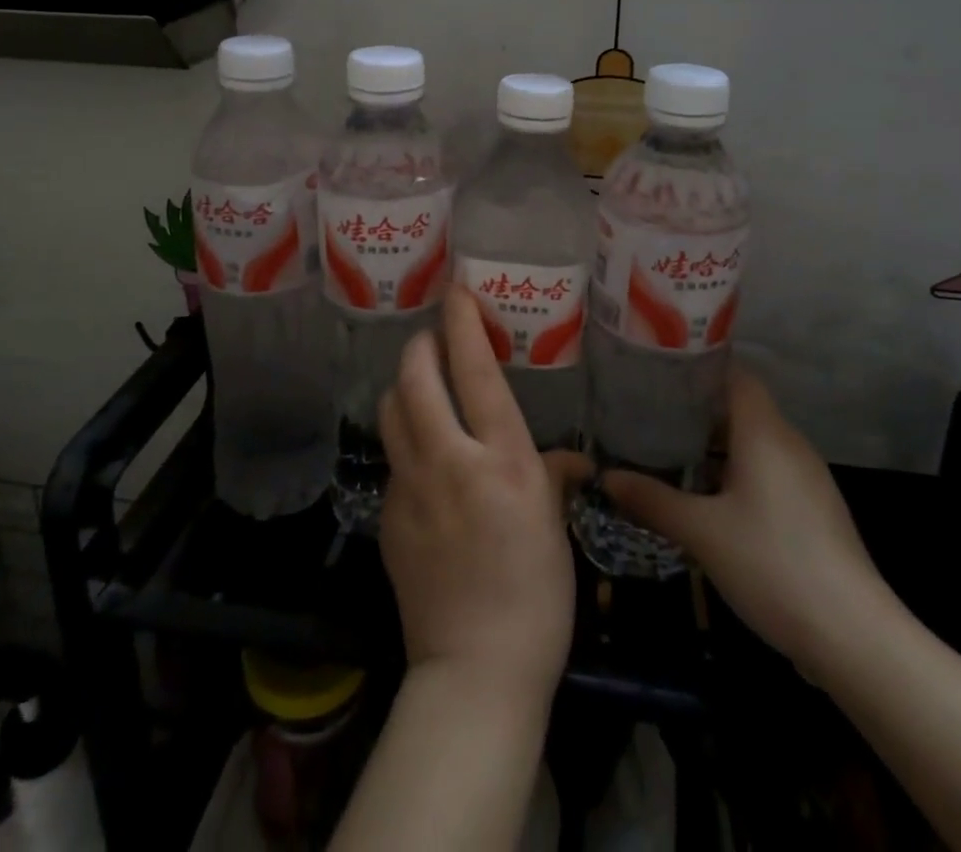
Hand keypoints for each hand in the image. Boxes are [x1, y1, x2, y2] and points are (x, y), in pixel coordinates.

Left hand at [377, 285, 590, 706]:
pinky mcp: (388, 514)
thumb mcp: (554, 527)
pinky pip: (393, 457)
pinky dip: (406, 438)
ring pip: (391, 409)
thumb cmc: (536, 596)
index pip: (474, 370)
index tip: (456, 290)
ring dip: (404, 386)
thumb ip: (554, 476)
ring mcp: (411, 487)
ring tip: (423, 387)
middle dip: (420, 345)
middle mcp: (450, 460)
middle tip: (434, 340)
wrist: (476, 671)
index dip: (461, 322)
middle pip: (415, 376)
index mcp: (502, 459)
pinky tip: (424, 456)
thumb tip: (572, 459)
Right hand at [602, 368, 887, 673]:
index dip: (697, 367)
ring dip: (714, 444)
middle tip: (649, 413)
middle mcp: (789, 443)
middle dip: (695, 409)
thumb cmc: (773, 565)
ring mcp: (806, 478)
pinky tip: (707, 496)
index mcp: (764, 432)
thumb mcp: (701, 532)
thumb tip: (606, 477)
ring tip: (668, 451)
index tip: (657, 371)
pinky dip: (735, 470)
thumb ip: (652, 499)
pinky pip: (767, 470)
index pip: (733, 373)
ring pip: (753, 441)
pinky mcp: (813, 508)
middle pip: (740, 406)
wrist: (855, 638)